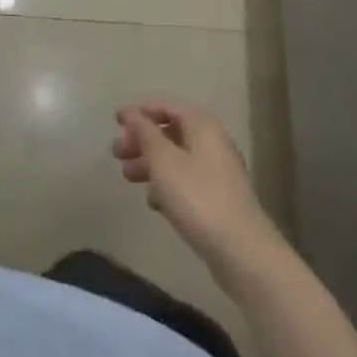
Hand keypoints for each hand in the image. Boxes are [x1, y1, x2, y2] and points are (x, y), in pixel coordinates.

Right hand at [114, 98, 275, 272]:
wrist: (241, 251)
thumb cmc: (197, 197)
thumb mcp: (164, 161)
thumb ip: (145, 133)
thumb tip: (133, 114)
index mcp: (202, 125)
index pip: (167, 106)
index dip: (140, 110)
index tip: (115, 120)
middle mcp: (212, 142)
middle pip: (171, 131)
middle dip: (142, 139)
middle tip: (117, 152)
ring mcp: (217, 171)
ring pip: (176, 158)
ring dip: (150, 163)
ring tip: (127, 176)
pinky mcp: (217, 198)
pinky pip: (186, 180)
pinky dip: (167, 185)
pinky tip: (153, 202)